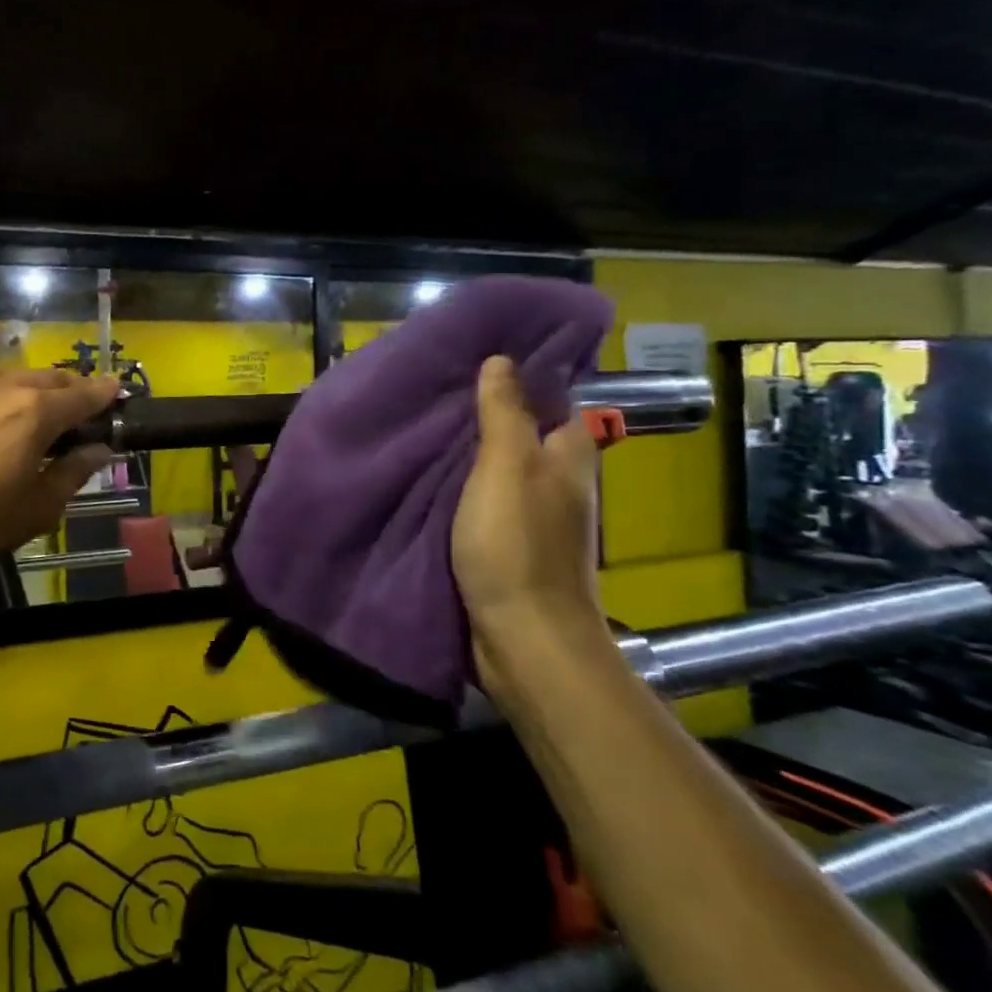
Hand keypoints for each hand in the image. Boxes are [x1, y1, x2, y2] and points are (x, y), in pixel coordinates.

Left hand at [0, 369, 119, 588]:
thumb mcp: (35, 510)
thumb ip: (73, 473)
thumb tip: (98, 450)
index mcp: (34, 412)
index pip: (83, 394)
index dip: (104, 392)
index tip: (116, 389)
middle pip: (45, 379)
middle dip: (66, 390)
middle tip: (73, 411)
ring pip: (3, 380)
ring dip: (22, 394)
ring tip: (19, 421)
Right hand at [453, 356, 606, 695]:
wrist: (522, 637)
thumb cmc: (517, 544)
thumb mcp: (507, 467)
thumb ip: (504, 413)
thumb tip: (502, 360)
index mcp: (568, 454)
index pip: (553, 398)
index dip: (521, 374)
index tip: (476, 353)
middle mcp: (557, 479)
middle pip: (523, 430)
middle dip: (486, 408)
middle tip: (436, 384)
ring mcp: (532, 514)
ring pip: (499, 465)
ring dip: (469, 448)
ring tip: (423, 420)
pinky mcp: (507, 542)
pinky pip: (483, 498)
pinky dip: (460, 483)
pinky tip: (427, 473)